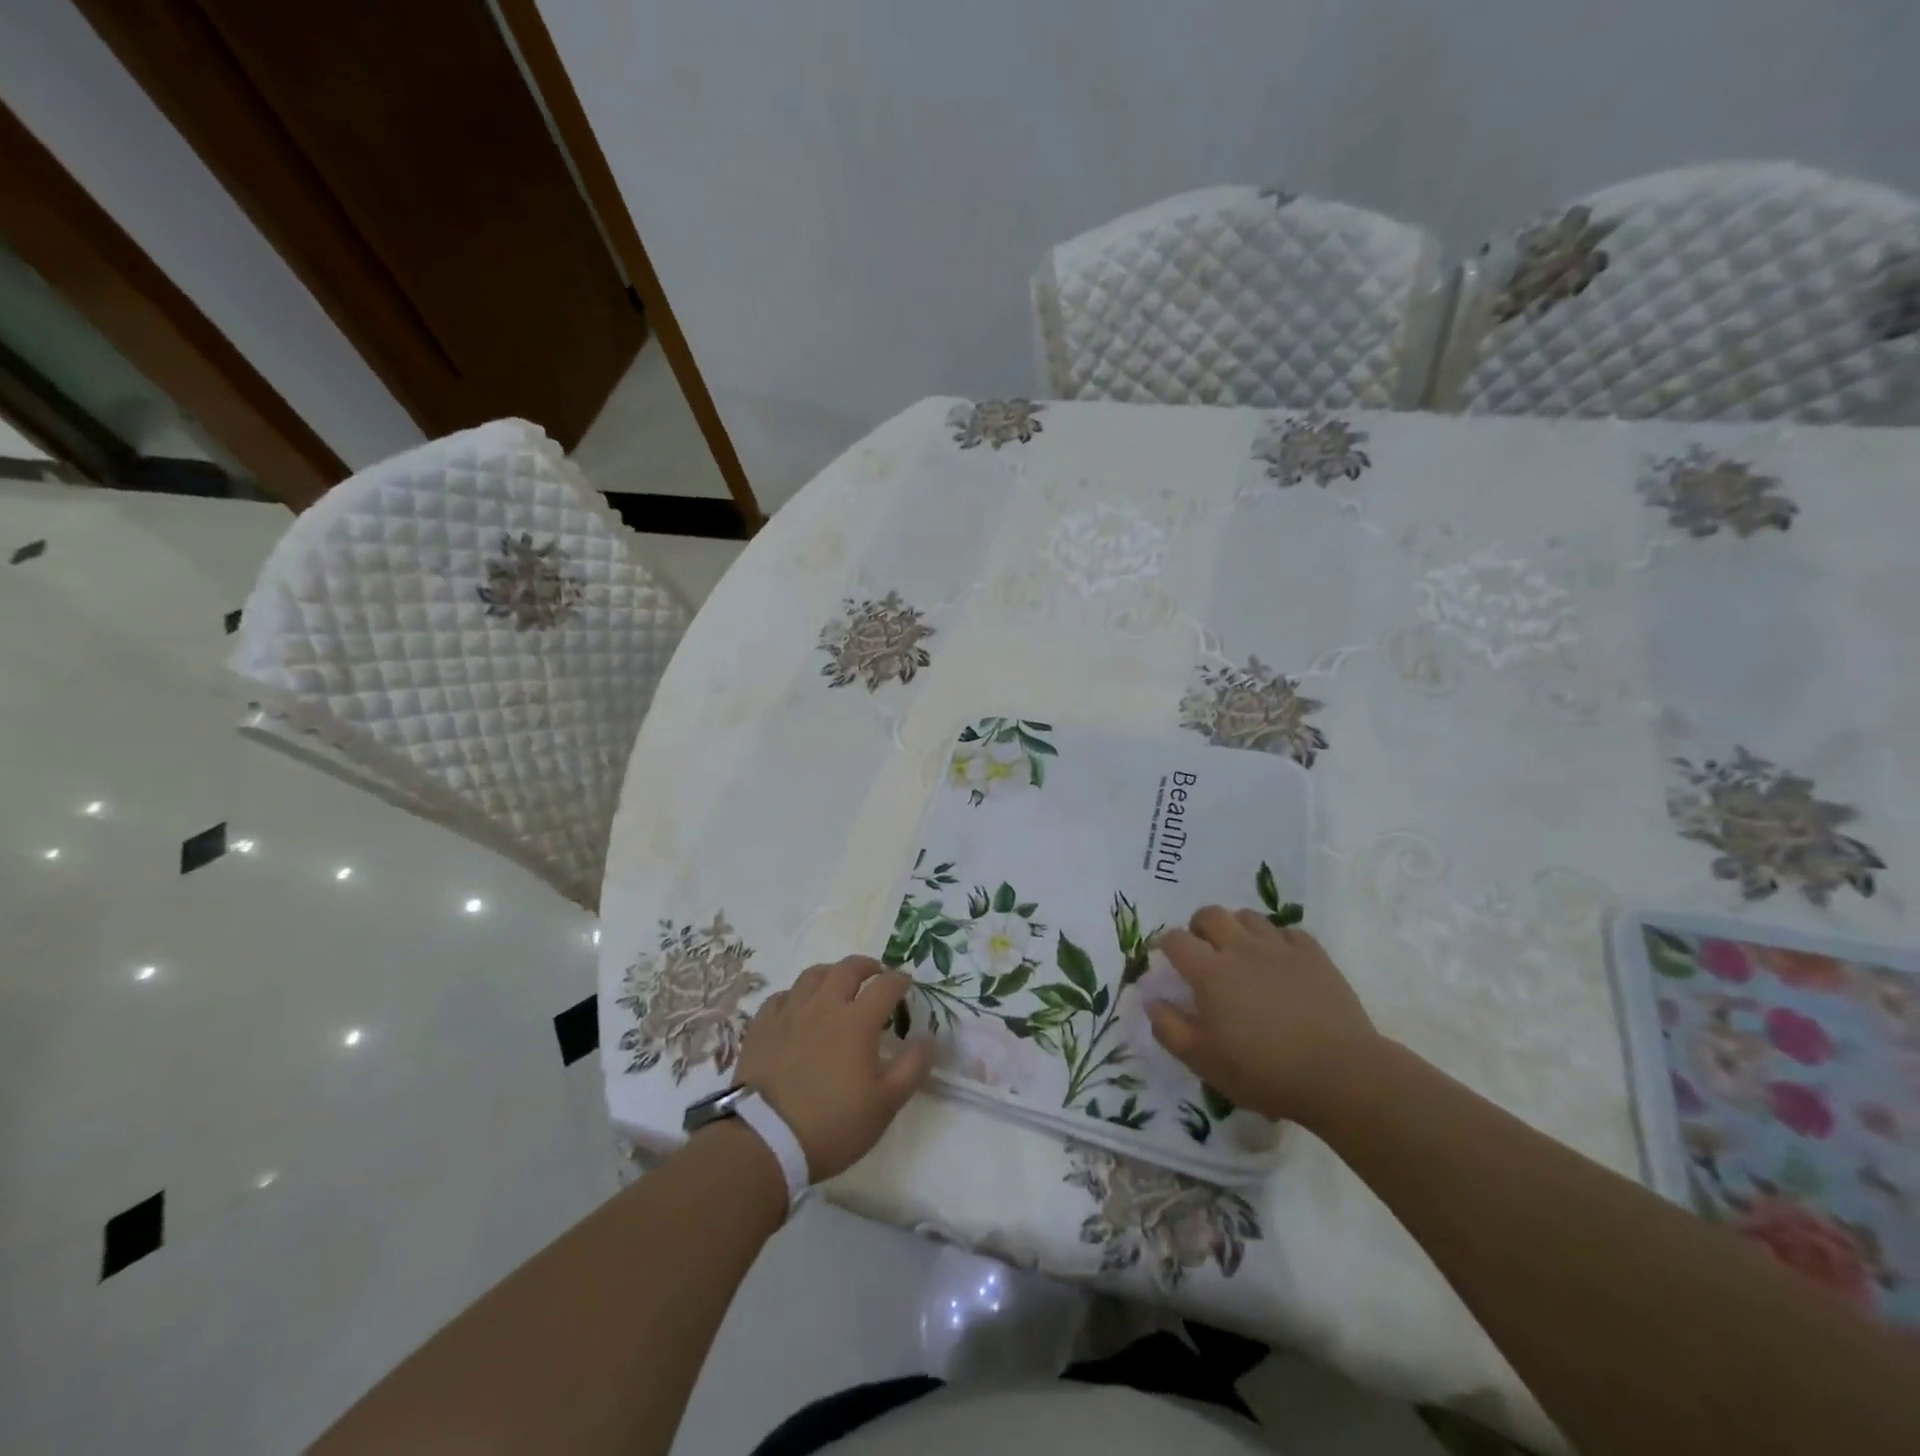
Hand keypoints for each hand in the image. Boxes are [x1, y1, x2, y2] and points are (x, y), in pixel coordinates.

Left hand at [736, 956, 931, 1180]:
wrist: (764, 1142)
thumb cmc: (832, 1125)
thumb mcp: (884, 1106)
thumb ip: (911, 1068)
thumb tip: (927, 1039)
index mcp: (857, 1021)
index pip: (885, 986)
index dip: (899, 981)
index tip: (906, 984)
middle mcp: (824, 1006)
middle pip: (848, 968)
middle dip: (867, 966)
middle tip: (876, 974)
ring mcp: (789, 1013)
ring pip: (813, 975)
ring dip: (832, 973)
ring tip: (838, 984)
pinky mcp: (762, 1026)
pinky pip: (782, 996)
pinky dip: (797, 995)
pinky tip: (799, 1007)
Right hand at [1147, 908, 1380, 1125]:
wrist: (1340, 1074)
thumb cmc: (1264, 1071)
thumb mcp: (1204, 1061)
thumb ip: (1170, 1029)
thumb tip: (1151, 1000)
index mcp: (1210, 973)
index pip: (1175, 940)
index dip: (1164, 944)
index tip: (1164, 957)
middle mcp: (1241, 949)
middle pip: (1211, 914)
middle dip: (1199, 926)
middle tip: (1202, 950)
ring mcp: (1280, 948)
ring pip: (1249, 917)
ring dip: (1237, 927)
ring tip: (1240, 951)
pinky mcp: (1314, 955)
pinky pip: (1288, 932)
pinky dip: (1276, 940)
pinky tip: (1279, 960)